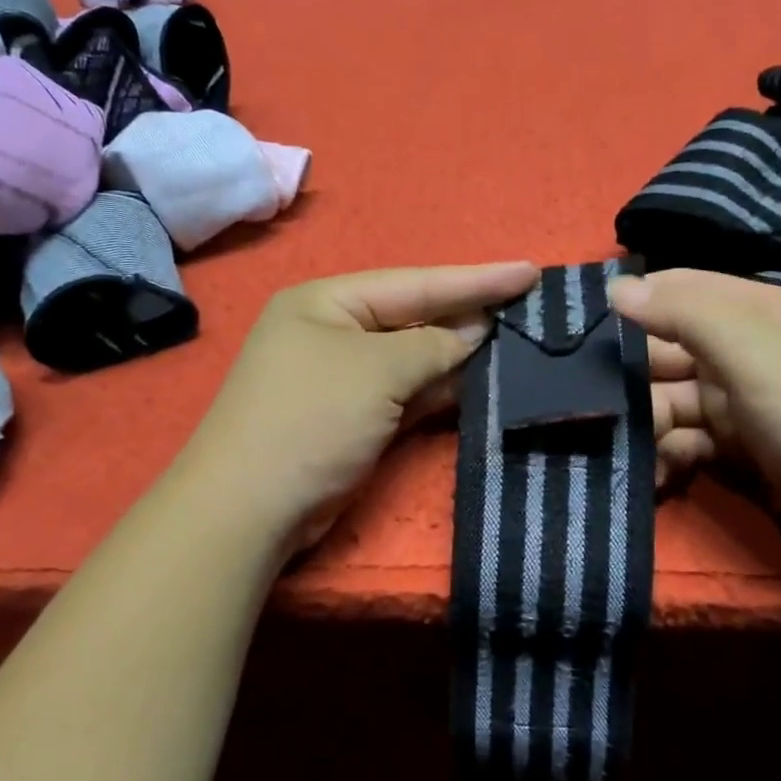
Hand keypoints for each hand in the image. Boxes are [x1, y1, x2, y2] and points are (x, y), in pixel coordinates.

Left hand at [182, 261, 539, 551]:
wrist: (251, 507)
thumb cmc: (312, 418)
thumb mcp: (377, 370)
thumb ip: (433, 346)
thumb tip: (474, 332)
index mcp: (326, 302)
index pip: (414, 283)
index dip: (475, 279)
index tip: (529, 272)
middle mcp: (332, 333)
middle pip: (414, 318)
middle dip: (468, 315)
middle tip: (529, 309)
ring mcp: (342, 379)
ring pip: (412, 359)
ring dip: (458, 356)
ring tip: (516, 344)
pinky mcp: (352, 419)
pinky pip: (405, 394)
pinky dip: (439, 390)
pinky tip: (479, 384)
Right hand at [617, 268, 780, 564]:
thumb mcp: (753, 351)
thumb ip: (683, 314)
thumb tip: (616, 287)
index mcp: (755, 311)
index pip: (679, 290)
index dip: (633, 302)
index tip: (579, 330)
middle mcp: (746, 351)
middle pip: (668, 350)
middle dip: (632, 376)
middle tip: (595, 406)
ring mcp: (743, 403)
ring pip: (672, 401)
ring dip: (647, 423)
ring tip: (630, 447)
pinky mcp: (742, 449)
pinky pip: (689, 441)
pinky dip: (669, 455)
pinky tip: (658, 473)